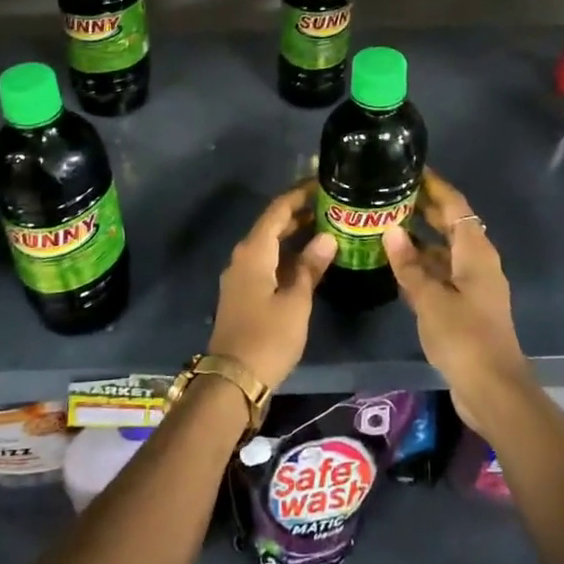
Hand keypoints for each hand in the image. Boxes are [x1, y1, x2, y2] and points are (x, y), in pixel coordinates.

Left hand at [207, 185, 336, 390]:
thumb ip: (310, 267)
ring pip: (269, 245)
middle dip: (299, 214)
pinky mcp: (243, 294)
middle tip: (330, 205)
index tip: (322, 184)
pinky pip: (267, 263)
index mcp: (253, 252)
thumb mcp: (296, 302)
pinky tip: (309, 261)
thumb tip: (327, 237)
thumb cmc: (268, 337)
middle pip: (271, 226)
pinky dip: (287, 256)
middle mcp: (242, 257)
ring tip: (326, 228)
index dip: (299, 195)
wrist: (232, 379)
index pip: (277, 210)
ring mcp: (240, 277)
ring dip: (294, 236)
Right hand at [383, 172, 534, 441]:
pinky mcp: (466, 306)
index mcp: (475, 252)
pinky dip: (423, 264)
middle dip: (425, 208)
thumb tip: (391, 229)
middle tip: (390, 193)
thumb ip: (409, 264)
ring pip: (445, 250)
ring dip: (420, 238)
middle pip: (452, 225)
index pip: (455, 205)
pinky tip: (397, 265)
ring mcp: (473, 285)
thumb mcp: (430, 298)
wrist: (492, 389)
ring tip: (386, 224)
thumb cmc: (463, 336)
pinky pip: (442, 273)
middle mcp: (477, 262)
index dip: (435, 185)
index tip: (411, 168)